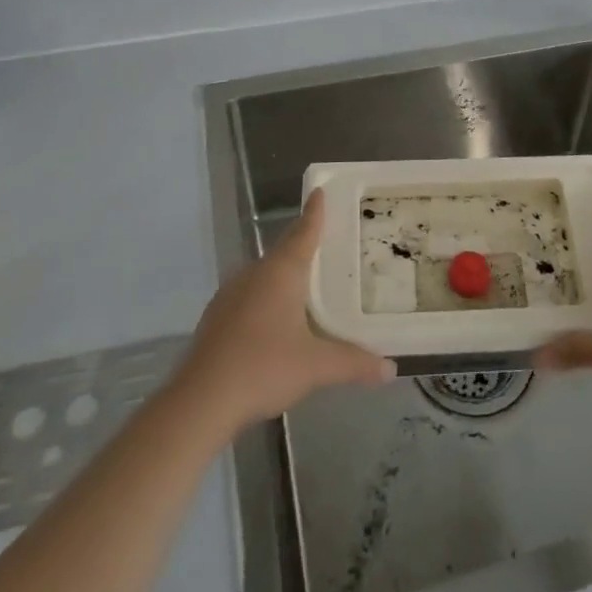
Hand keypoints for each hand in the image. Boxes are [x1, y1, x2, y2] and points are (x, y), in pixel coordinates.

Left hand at [178, 191, 394, 431]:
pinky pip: (250, 293)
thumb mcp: (316, 367)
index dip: (314, 212)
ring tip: (306, 280)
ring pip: (265, 273)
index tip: (319, 191)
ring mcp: (231, 294)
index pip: (304, 232)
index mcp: (281, 272)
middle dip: (303, 242)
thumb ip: (354, 363)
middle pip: (284, 249)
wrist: (201, 400)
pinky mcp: (217, 317)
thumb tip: (391, 369)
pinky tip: (275, 318)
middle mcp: (255, 274)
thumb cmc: (263, 368)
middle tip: (326, 239)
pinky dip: (267, 295)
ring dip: (284, 271)